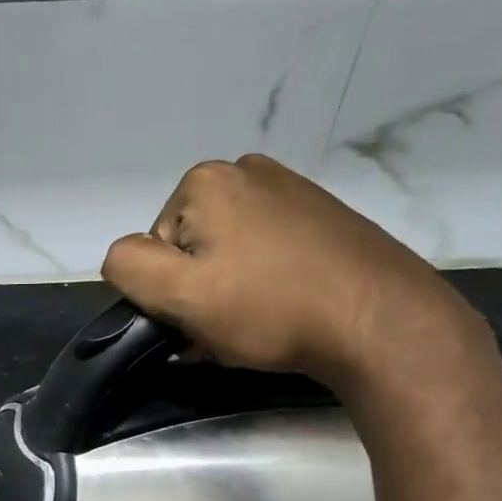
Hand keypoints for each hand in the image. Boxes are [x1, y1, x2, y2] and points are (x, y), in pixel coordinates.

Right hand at [101, 155, 478, 389]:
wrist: (379, 321)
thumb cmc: (270, 309)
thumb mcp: (180, 295)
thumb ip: (129, 268)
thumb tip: (122, 258)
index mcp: (204, 182)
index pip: (150, 251)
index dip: (166, 294)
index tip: (196, 321)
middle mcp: (246, 171)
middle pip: (188, 248)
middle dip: (198, 292)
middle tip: (225, 329)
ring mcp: (290, 189)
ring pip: (226, 254)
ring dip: (227, 293)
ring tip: (256, 325)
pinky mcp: (321, 215)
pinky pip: (265, 252)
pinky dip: (262, 283)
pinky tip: (283, 310)